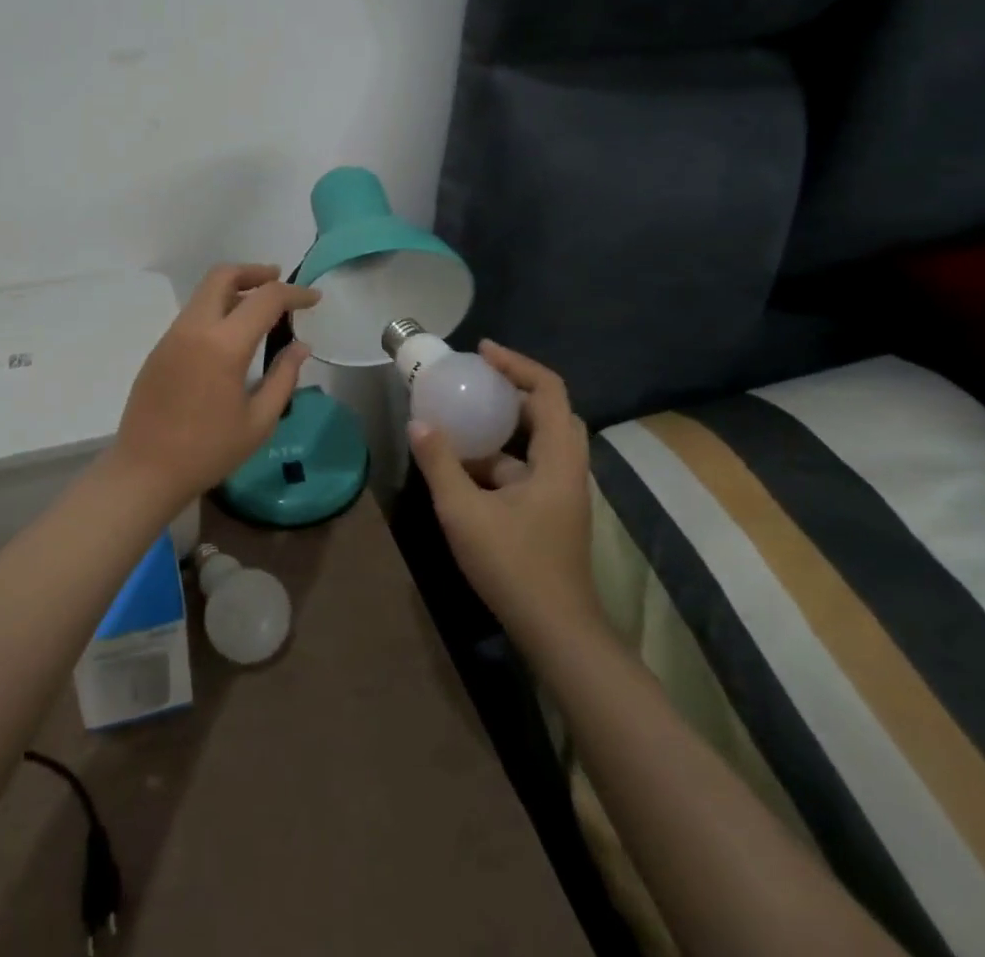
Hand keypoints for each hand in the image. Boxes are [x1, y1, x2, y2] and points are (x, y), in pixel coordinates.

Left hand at [111, 264, 318, 508]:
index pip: (265, 299)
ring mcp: (171, 336)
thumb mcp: (259, 421)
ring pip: (204, 293)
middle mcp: (194, 329)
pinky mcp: (159, 349)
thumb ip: (284, 377)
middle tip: (279, 281)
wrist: (145, 471)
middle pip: (223, 276)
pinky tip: (231, 335)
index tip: (314, 298)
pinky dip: (216, 309)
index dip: (294, 293)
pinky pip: (192, 314)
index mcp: (223, 345)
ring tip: (259, 309)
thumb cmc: (209, 451)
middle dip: (255, 272)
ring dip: (234, 289)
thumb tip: (300, 346)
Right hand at [408, 341, 598, 641]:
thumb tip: (418, 423)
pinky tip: (464, 467)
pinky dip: (499, 457)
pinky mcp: (550, 512)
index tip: (481, 353)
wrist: (556, 632)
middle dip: (511, 390)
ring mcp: (560, 492)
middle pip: (548, 412)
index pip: (549, 391)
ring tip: (461, 417)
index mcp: (558, 460)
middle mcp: (566, 468)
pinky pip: (526, 468)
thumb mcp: (465, 512)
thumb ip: (440, 464)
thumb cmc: (515, 566)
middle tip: (473, 381)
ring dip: (502, 426)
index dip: (517, 365)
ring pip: (536, 442)